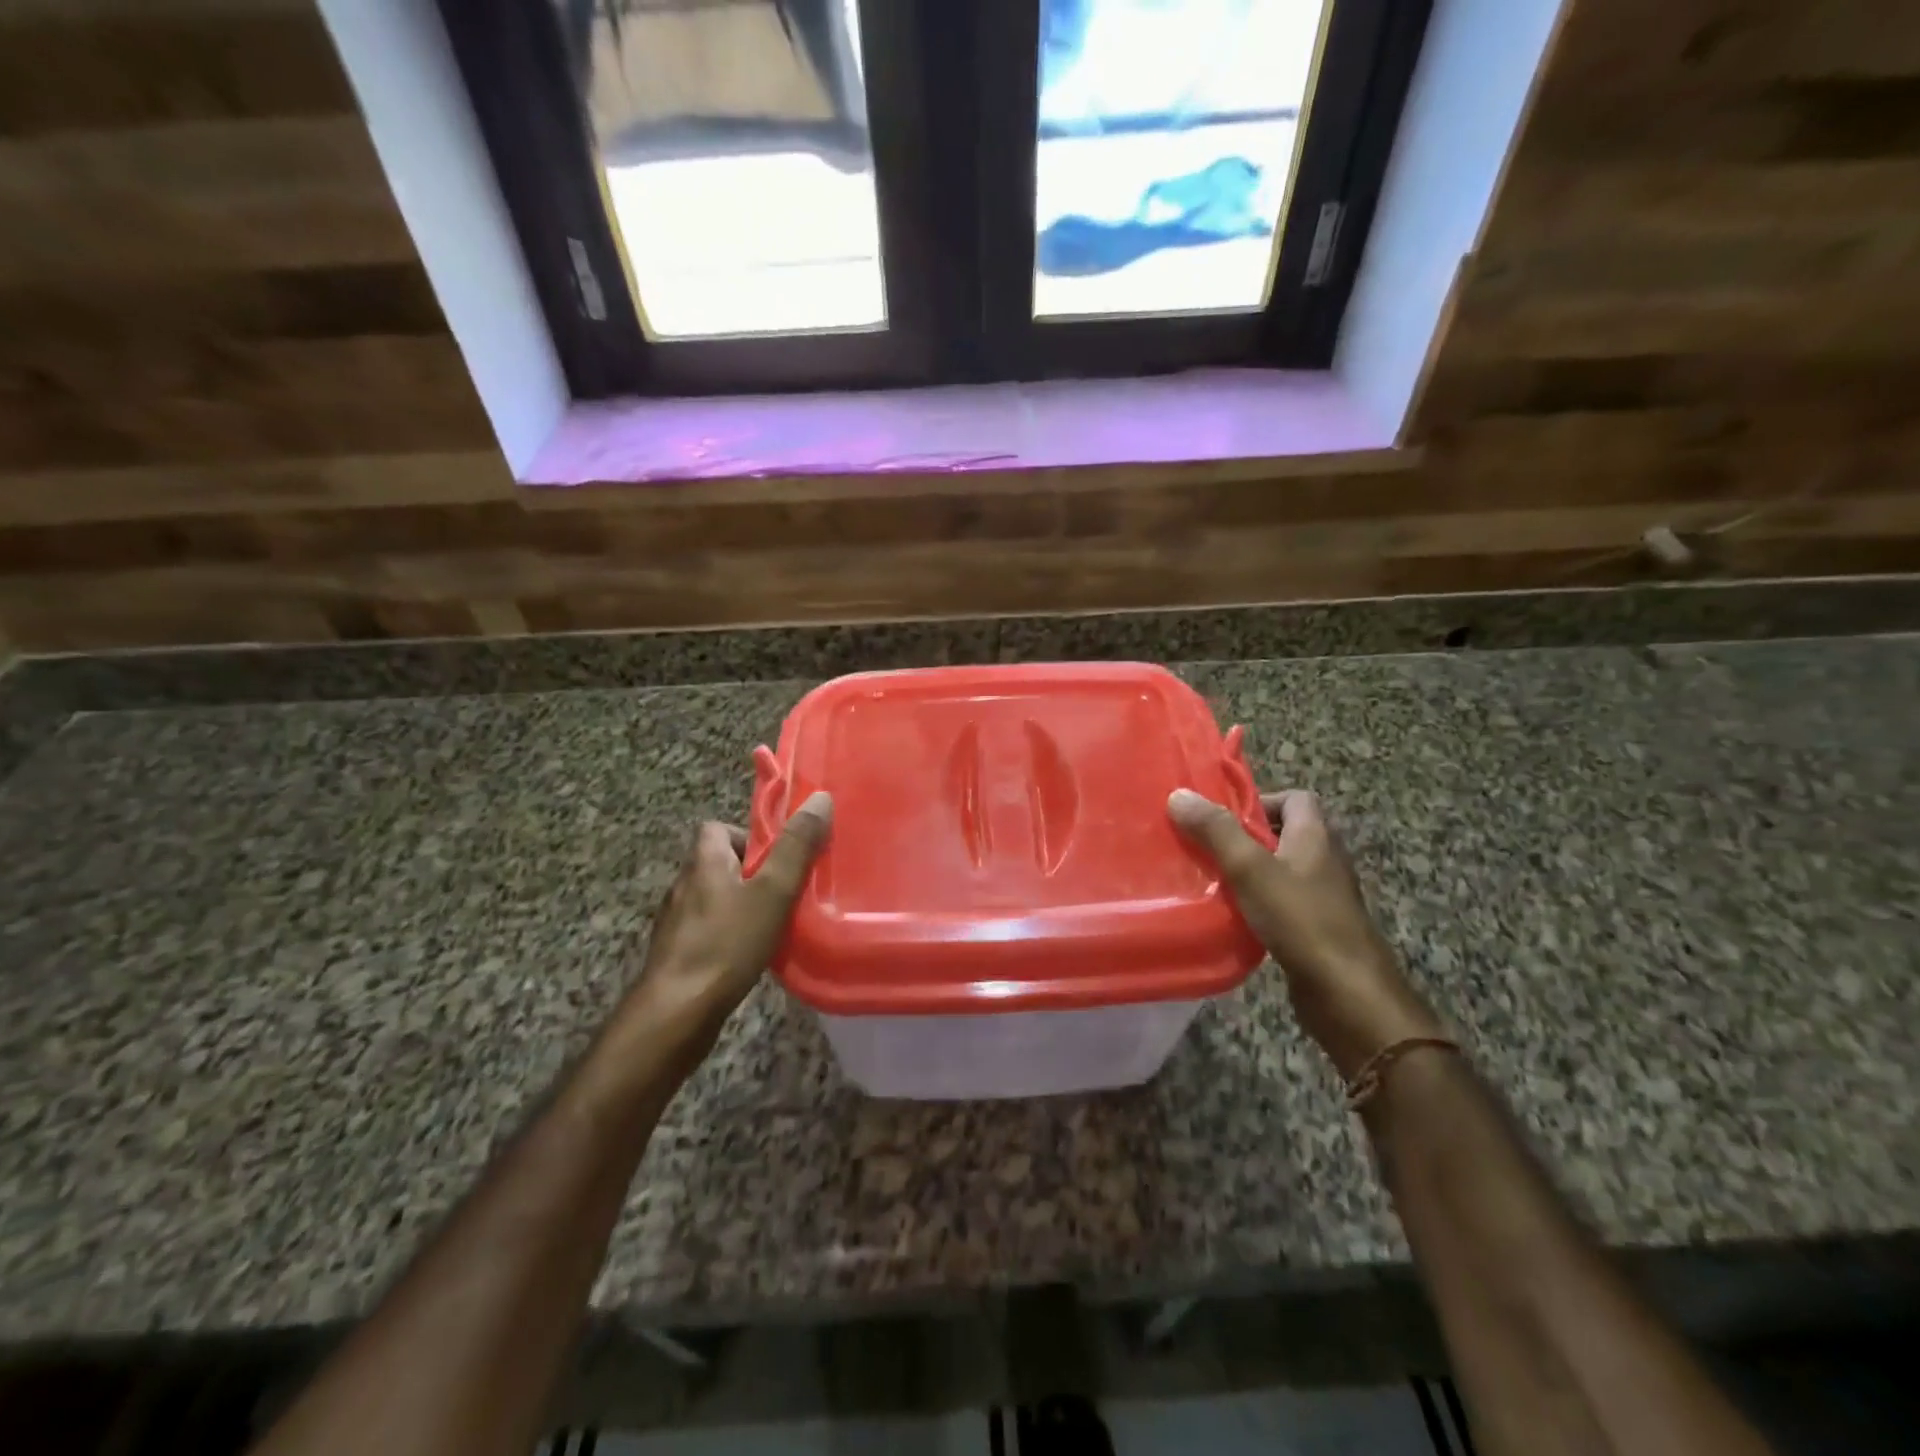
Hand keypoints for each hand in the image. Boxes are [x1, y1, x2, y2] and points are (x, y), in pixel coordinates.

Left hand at [623, 791, 833, 1046]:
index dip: (748, 836)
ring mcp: (676, 922)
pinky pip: (708, 929)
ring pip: (714, 898)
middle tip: (785, 892)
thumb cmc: (727, 943)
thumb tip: (820, 798)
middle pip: (719, 863)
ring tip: (772, 924)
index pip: (717, 828)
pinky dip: (728, 934)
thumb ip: (796, 847)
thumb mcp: (773, 891)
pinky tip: (748, 955)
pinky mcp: (677, 953)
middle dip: (752, 873)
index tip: (777, 857)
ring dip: (740, 905)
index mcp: (703, 861)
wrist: (676, 1012)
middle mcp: (683, 884)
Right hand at [1169, 787, 1441, 1078]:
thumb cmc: (1300, 920)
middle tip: (1206, 847)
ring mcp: (1323, 897)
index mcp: (1315, 836)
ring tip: (1210, 879)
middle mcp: (1324, 860)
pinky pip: (1282, 902)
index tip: (1223, 818)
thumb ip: (1216, 831)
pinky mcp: (1316, 928)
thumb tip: (1179, 794)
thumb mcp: (1250, 869)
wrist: (1347, 994)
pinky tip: (1231, 916)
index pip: (1296, 798)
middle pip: (1284, 834)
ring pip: (1281, 870)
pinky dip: (1258, 903)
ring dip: (1249, 872)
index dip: (1260, 801)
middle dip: (1245, 838)